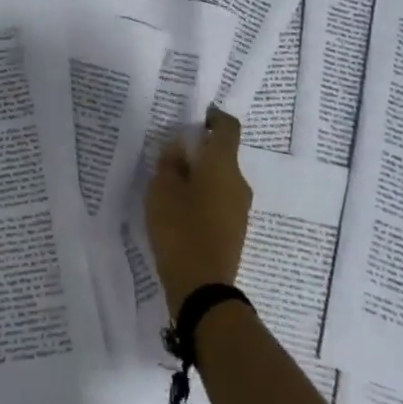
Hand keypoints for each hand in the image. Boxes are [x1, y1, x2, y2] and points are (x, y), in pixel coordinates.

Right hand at [147, 108, 251, 318]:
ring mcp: (240, 208)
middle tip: (171, 153)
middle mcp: (238, 182)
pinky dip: (203, 195)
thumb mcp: (162, 190)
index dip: (214, 117)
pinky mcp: (234, 229)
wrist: (203, 287)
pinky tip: (180, 208)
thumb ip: (170, 162)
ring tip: (170, 183)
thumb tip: (180, 146)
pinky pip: (220, 200)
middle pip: (223, 154)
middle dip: (200, 150)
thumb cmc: (180, 229)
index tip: (197, 116)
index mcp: (223, 165)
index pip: (228, 127)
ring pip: (220, 178)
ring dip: (200, 174)